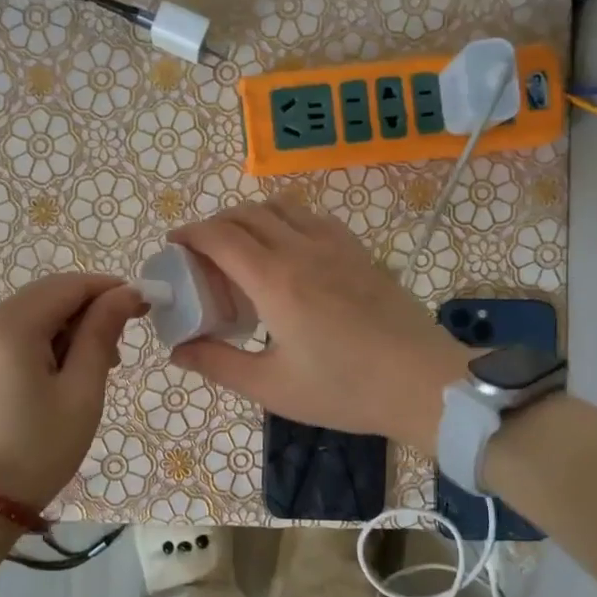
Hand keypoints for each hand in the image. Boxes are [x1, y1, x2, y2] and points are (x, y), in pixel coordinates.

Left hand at [0, 273, 146, 510]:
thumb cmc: (38, 449)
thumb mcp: (81, 391)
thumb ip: (102, 334)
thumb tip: (126, 293)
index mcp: (10, 326)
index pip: (68, 285)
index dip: (109, 288)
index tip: (144, 305)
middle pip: (48, 296)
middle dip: (89, 310)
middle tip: (121, 347)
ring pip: (33, 315)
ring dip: (70, 328)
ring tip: (98, 367)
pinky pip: (16, 335)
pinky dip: (46, 343)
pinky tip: (65, 373)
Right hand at [168, 199, 469, 450]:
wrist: (423, 383)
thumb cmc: (344, 389)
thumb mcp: (272, 386)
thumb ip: (218, 364)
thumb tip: (178, 350)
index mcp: (275, 280)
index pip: (220, 236)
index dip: (189, 234)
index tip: (173, 245)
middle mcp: (302, 249)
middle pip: (246, 214)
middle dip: (214, 225)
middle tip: (202, 255)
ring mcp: (335, 245)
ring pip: (281, 207)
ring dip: (250, 217)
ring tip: (242, 250)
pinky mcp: (359, 251)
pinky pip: (312, 217)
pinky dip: (286, 221)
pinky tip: (288, 252)